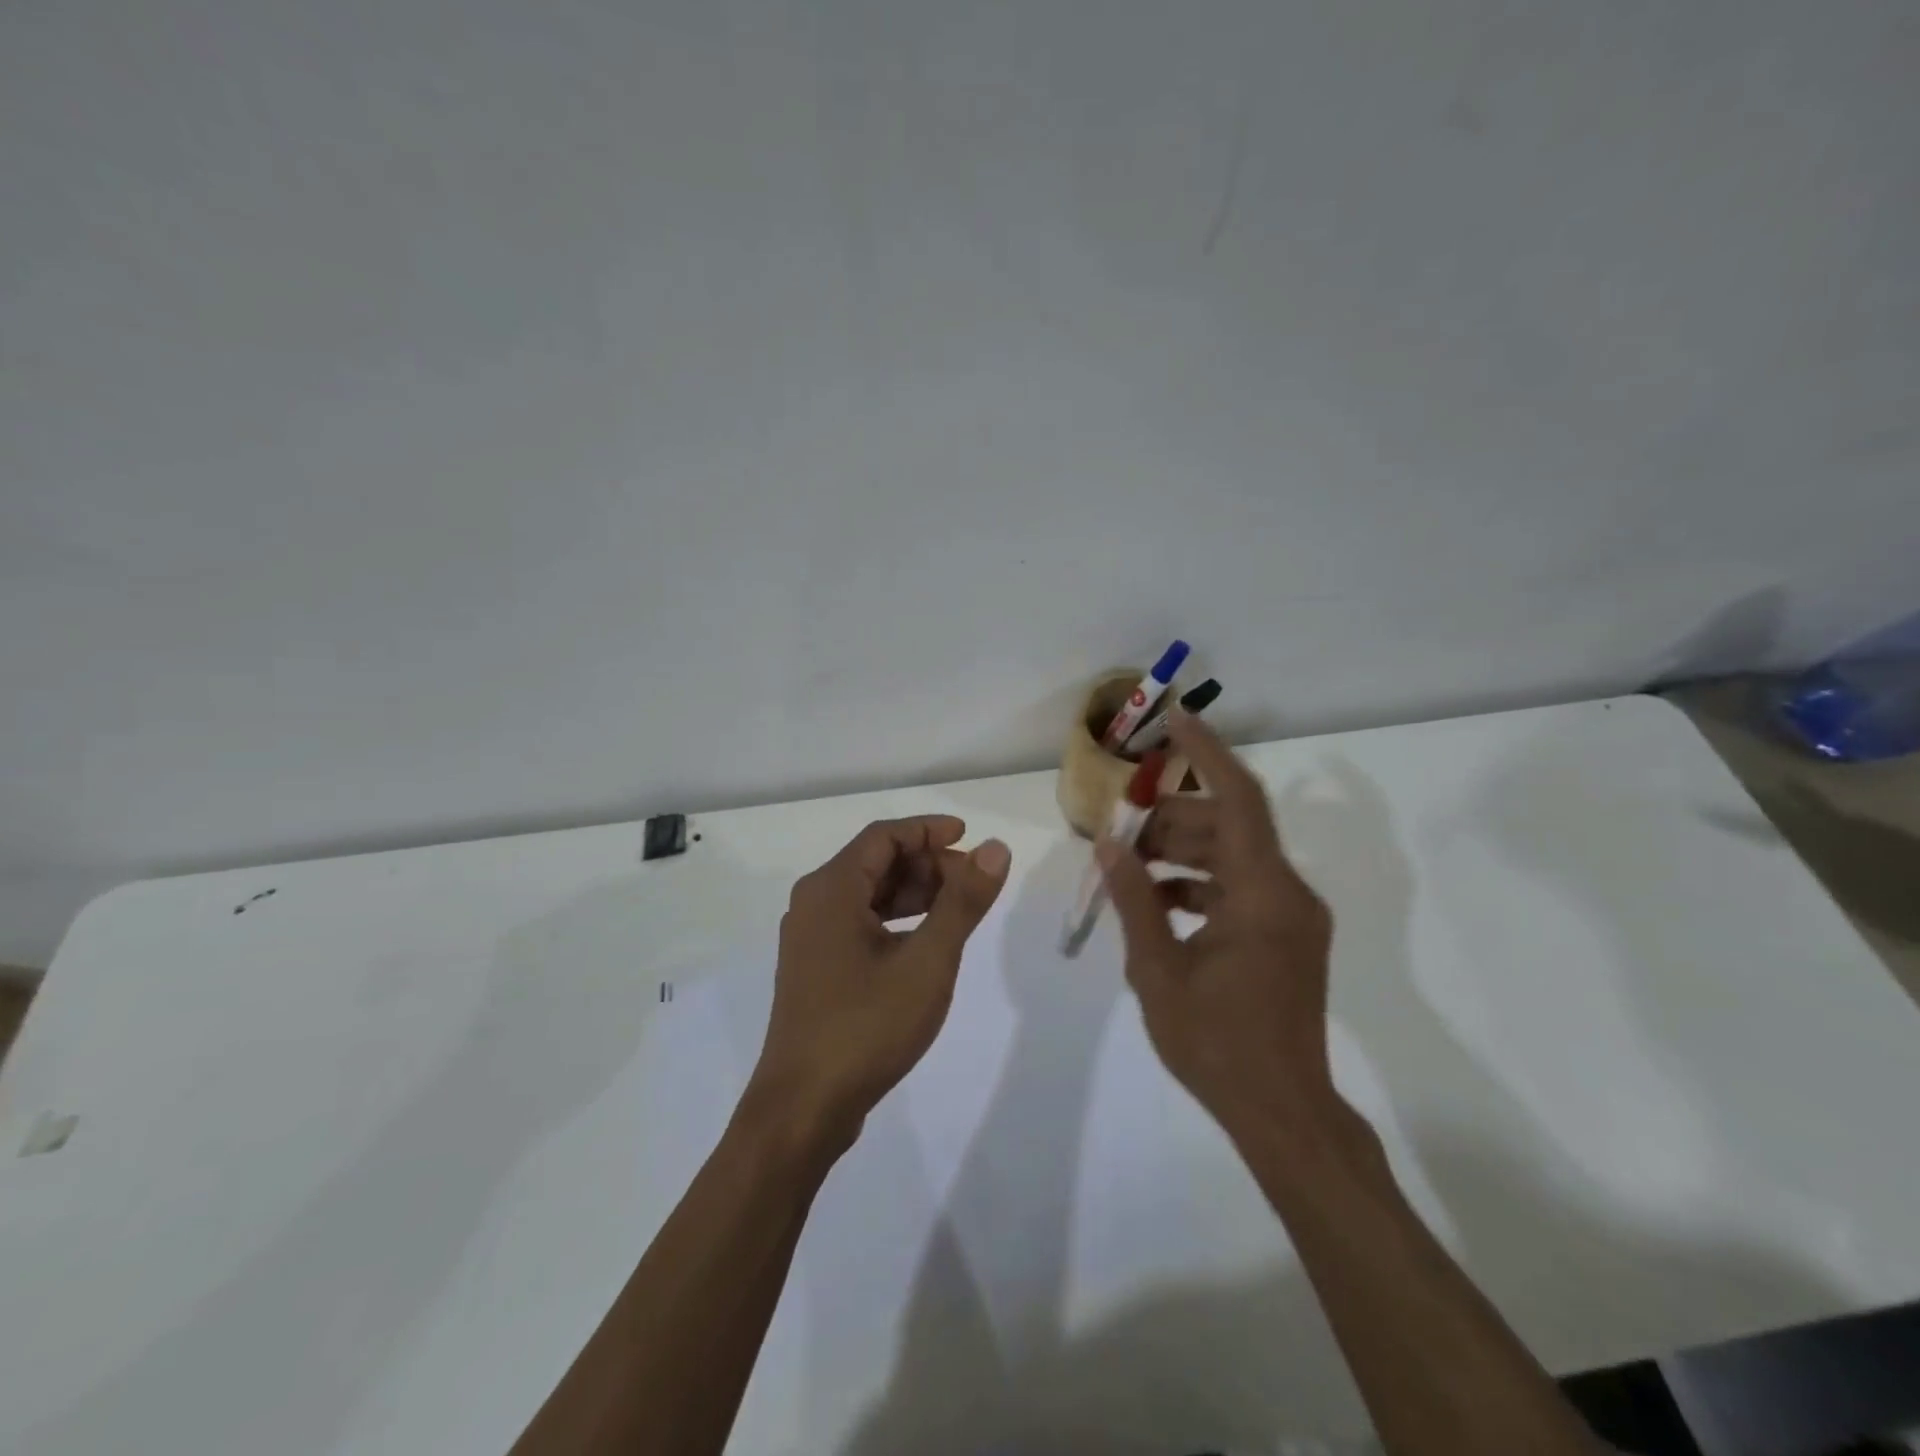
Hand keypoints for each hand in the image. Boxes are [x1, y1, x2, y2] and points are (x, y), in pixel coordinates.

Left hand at [749, 815, 1010, 1147]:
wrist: (803, 1108)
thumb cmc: (867, 1026)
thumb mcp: (928, 961)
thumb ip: (963, 902)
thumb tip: (995, 849)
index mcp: (831, 889)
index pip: (884, 836)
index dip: (929, 830)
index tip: (970, 837)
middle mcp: (814, 903)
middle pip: (875, 862)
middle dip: (926, 864)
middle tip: (972, 882)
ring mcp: (810, 938)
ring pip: (867, 894)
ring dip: (913, 893)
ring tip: (957, 910)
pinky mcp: (815, 968)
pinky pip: (858, 923)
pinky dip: (894, 920)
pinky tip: (924, 943)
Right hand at [1098, 711, 1341, 1141]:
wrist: (1283, 1114)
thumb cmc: (1217, 1044)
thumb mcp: (1158, 970)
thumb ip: (1134, 899)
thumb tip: (1109, 843)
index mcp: (1263, 894)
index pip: (1240, 799)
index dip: (1207, 754)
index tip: (1174, 722)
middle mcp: (1287, 893)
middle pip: (1229, 827)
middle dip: (1171, 818)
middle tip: (1120, 826)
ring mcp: (1291, 916)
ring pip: (1232, 857)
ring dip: (1181, 852)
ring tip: (1128, 866)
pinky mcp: (1286, 936)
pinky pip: (1239, 888)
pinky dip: (1198, 884)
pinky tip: (1155, 901)